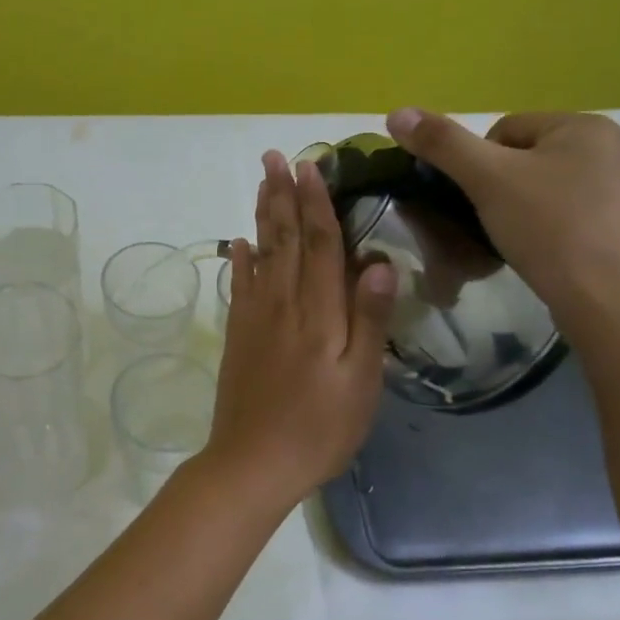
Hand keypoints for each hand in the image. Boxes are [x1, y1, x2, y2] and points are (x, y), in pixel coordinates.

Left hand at [203, 151, 396, 507]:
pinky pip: (240, 285)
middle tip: (275, 157)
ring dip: (263, 215)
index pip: (320, 244)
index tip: (310, 166)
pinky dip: (240, 259)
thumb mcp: (361, 382)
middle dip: (283, 195)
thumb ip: (370, 320)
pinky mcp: (238, 335)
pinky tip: (239, 242)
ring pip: (261, 254)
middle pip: (285, 238)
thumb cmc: (320, 427)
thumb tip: (380, 262)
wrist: (253, 462)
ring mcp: (255, 318)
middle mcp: (282, 303)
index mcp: (318, 312)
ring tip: (262, 183)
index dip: (317, 203)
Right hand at [385, 108, 619, 334]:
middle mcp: (617, 147)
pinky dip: (557, 229)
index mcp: (586, 125)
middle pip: (530, 158)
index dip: (479, 165)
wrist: (608, 300)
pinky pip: (578, 214)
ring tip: (520, 241)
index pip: (506, 130)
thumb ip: (441, 143)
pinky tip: (550, 254)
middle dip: (504, 187)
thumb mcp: (486, 180)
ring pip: (553, 187)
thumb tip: (396, 113)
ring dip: (529, 208)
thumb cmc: (547, 228)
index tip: (477, 200)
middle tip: (494, 223)